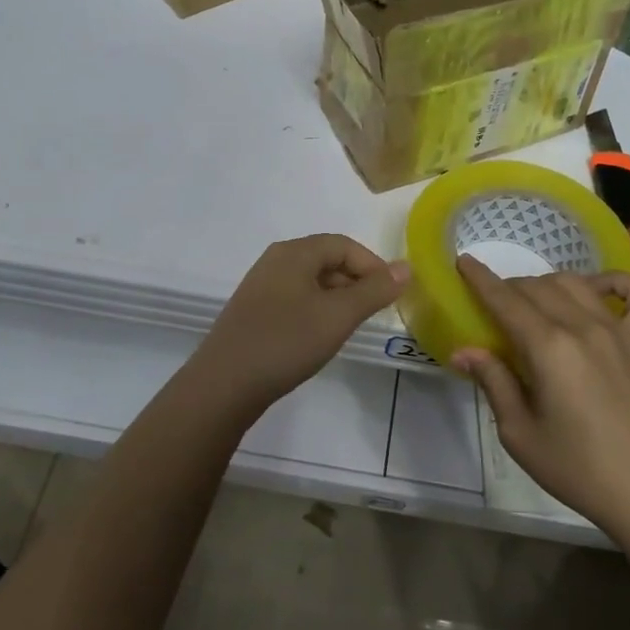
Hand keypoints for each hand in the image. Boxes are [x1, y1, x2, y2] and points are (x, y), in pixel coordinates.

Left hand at [182, 234, 407, 421]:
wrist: (223, 385)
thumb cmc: (285, 342)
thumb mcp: (338, 316)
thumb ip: (374, 290)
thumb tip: (406, 267)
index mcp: (294, 252)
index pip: (344, 244)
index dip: (373, 265)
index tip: (391, 294)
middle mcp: (275, 260)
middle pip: (327, 259)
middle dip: (357, 281)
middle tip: (375, 312)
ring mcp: (261, 286)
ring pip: (311, 281)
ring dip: (338, 298)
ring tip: (351, 326)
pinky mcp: (254, 311)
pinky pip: (295, 299)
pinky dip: (316, 310)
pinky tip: (320, 336)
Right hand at [452, 257, 629, 542]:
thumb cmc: (578, 469)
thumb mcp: (520, 434)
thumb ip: (494, 382)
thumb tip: (464, 350)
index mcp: (548, 348)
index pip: (505, 300)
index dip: (480, 279)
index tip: (463, 262)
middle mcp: (582, 327)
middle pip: (537, 287)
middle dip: (509, 287)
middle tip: (494, 306)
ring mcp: (618, 331)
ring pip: (575, 283)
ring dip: (547, 284)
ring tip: (533, 303)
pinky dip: (615, 282)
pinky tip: (597, 290)